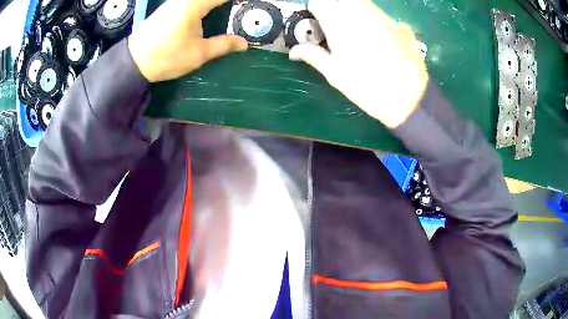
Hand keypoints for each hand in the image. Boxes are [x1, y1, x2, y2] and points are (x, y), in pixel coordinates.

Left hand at [128, 0, 247, 81]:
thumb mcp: (198, 54)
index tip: (251, 4)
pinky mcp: (170, 6)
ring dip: (216, 4)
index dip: (240, 0)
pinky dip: (206, 5)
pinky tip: (212, 11)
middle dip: (227, 3)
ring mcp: (176, 1)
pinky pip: (192, 1)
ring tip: (229, 10)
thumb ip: (223, 45)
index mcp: (195, 4)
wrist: (134, 61)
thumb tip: (244, 43)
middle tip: (241, 9)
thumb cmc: (166, 57)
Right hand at [289, 0, 428, 127]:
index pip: (320, 3)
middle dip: (333, 9)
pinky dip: (368, 17)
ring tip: (354, 34)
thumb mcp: (335, 75)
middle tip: (335, 29)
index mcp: (340, 24)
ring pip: (359, 3)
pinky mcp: (395, 23)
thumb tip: (293, 51)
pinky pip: (375, 11)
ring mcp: (380, 16)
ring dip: (351, 11)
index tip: (318, 25)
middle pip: (339, 0)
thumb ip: (313, 56)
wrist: (409, 97)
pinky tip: (373, 36)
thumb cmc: (368, 87)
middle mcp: (360, 13)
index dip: (316, 12)